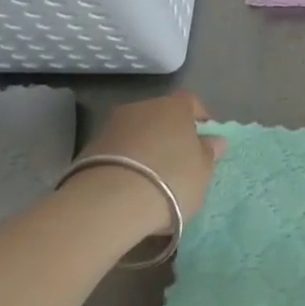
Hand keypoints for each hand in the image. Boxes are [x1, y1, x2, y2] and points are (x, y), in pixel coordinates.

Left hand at [77, 91, 225, 230]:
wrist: (109, 202)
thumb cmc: (171, 180)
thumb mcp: (203, 172)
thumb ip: (209, 153)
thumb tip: (215, 140)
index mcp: (174, 107)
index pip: (191, 103)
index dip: (200, 120)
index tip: (205, 142)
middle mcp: (143, 107)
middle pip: (162, 116)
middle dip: (171, 135)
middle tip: (180, 163)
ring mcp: (112, 126)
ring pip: (138, 133)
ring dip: (146, 149)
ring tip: (153, 180)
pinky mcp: (89, 149)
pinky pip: (118, 152)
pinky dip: (127, 164)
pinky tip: (130, 188)